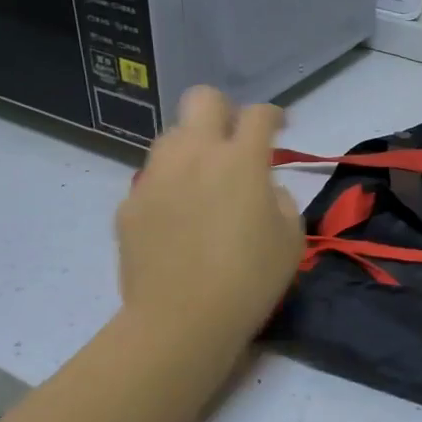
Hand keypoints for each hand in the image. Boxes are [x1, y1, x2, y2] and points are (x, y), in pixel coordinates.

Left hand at [118, 87, 303, 340]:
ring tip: (203, 182)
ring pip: (172, 136)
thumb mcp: (291, 241)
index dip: (273, 115)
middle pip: (203, 99)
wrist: (181, 322)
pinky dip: (169, 187)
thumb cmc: (249, 281)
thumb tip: (266, 190)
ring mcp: (155, 177)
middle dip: (223, 110)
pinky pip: (153, 179)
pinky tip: (177, 220)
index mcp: (240, 160)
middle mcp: (195, 155)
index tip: (279, 127)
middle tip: (234, 141)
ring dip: (192, 148)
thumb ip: (281, 201)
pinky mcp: (130, 204)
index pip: (258, 115)